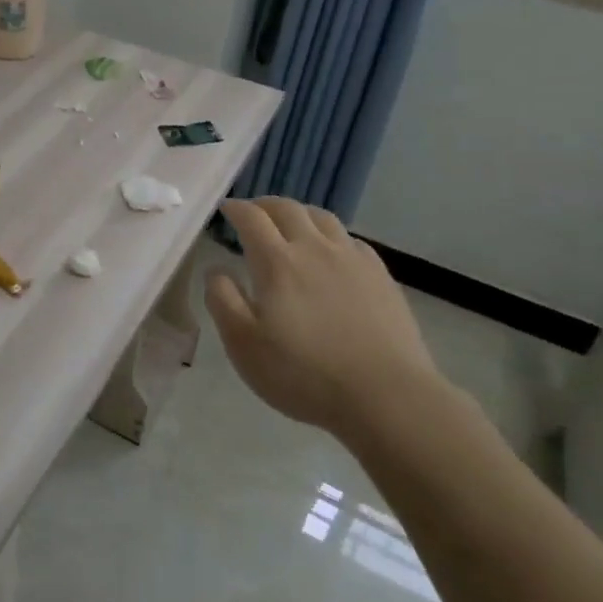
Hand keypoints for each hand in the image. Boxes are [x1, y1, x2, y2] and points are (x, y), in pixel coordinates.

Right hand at [204, 197, 441, 430]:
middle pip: (288, 208)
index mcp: (277, 262)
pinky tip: (333, 252)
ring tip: (291, 224)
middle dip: (265, 205)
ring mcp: (352, 259)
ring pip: (323, 218)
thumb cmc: (303, 374)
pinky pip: (351, 240)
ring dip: (300, 214)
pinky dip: (332, 236)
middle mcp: (314, 248)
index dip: (236, 208)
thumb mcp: (243, 344)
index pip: (251, 218)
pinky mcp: (381, 276)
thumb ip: (222, 300)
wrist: (386, 396)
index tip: (226, 209)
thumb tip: (216, 269)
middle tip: (254, 213)